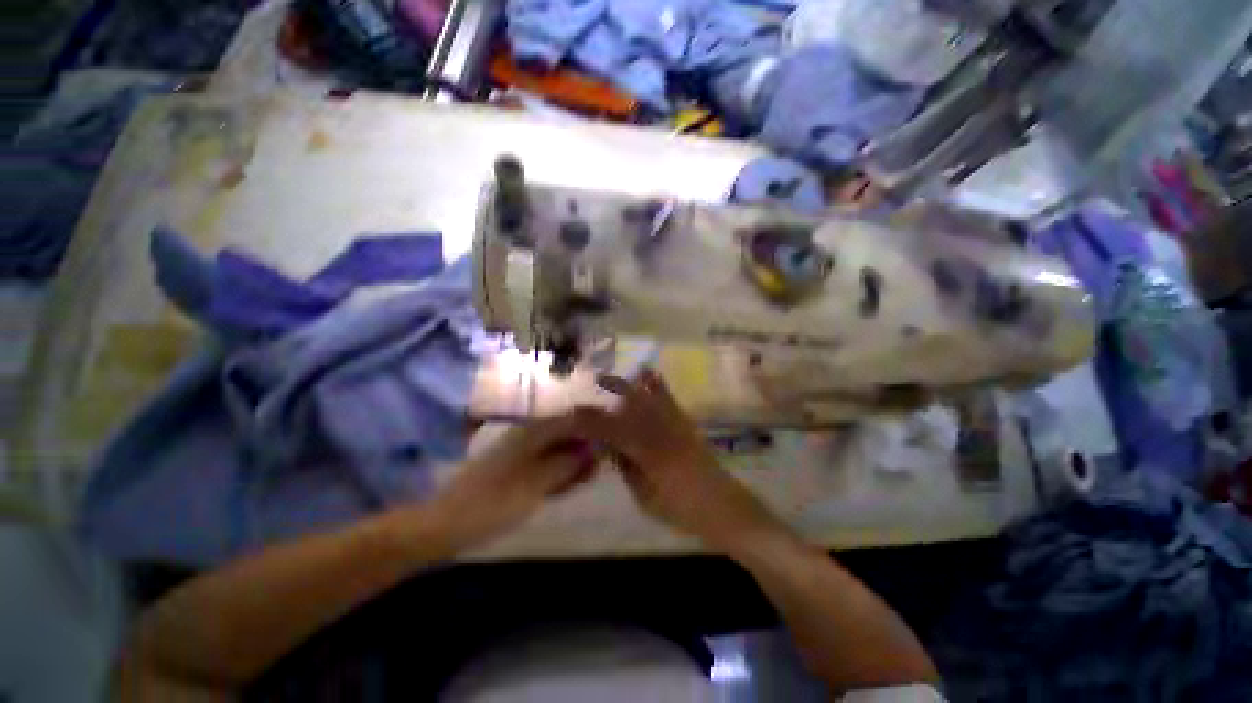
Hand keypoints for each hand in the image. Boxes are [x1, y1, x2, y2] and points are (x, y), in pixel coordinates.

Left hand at [430, 414, 595, 550]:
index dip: (593, 424)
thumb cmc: (492, 503)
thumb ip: (565, 464)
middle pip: (566, 434)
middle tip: (605, 462)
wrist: (446, 526)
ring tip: (592, 474)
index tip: (614, 436)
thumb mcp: (535, 485)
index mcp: (531, 434)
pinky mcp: (517, 472)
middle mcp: (528, 438)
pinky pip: (546, 467)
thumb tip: (593, 449)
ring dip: (575, 461)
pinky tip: (572, 483)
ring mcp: (521, 455)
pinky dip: (561, 473)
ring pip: (557, 451)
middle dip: (586, 446)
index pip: (570, 419)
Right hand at [579, 370, 782, 548]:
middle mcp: (661, 431)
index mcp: (648, 452)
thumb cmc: (681, 508)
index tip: (574, 415)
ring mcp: (676, 423)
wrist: (723, 507)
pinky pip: (669, 398)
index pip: (612, 430)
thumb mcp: (644, 494)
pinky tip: (647, 373)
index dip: (591, 422)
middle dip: (608, 394)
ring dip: (629, 385)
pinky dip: (656, 384)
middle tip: (590, 390)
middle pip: (630, 405)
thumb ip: (625, 466)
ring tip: (611, 377)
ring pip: (649, 397)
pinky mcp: (687, 423)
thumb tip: (607, 446)